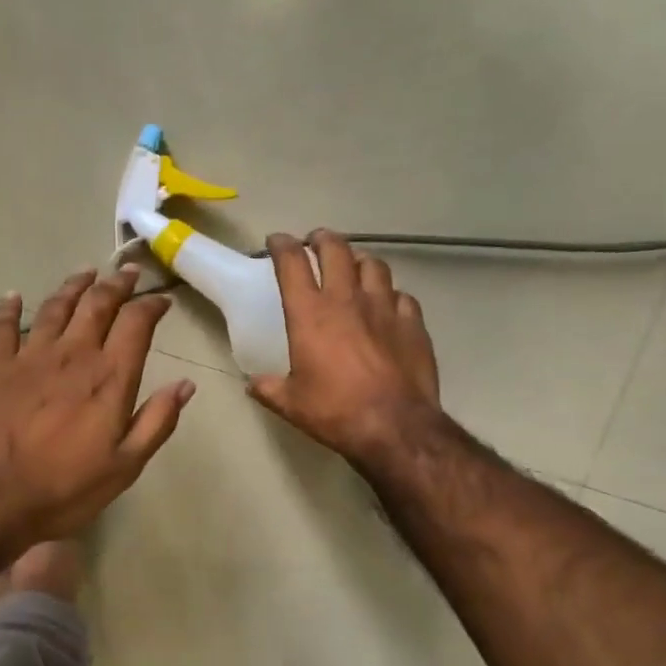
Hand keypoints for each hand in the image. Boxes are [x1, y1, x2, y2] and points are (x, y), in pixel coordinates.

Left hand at [0, 266, 194, 551]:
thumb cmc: (62, 490)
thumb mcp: (124, 467)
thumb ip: (157, 422)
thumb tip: (185, 385)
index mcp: (108, 379)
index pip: (136, 324)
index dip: (151, 306)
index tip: (162, 300)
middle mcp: (72, 355)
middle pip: (97, 305)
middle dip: (117, 284)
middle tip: (128, 272)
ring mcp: (29, 357)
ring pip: (55, 307)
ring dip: (74, 287)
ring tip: (87, 273)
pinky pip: (2, 327)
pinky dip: (10, 308)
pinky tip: (14, 296)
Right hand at [246, 230, 441, 464]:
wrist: (395, 426)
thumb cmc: (335, 412)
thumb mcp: (291, 404)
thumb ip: (269, 389)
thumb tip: (253, 385)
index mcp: (310, 314)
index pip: (292, 263)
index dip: (282, 245)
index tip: (276, 241)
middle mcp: (347, 299)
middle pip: (336, 249)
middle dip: (322, 239)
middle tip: (316, 242)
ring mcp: (384, 307)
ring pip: (373, 265)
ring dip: (359, 260)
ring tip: (354, 266)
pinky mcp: (412, 322)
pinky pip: (401, 295)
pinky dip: (390, 295)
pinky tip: (388, 305)